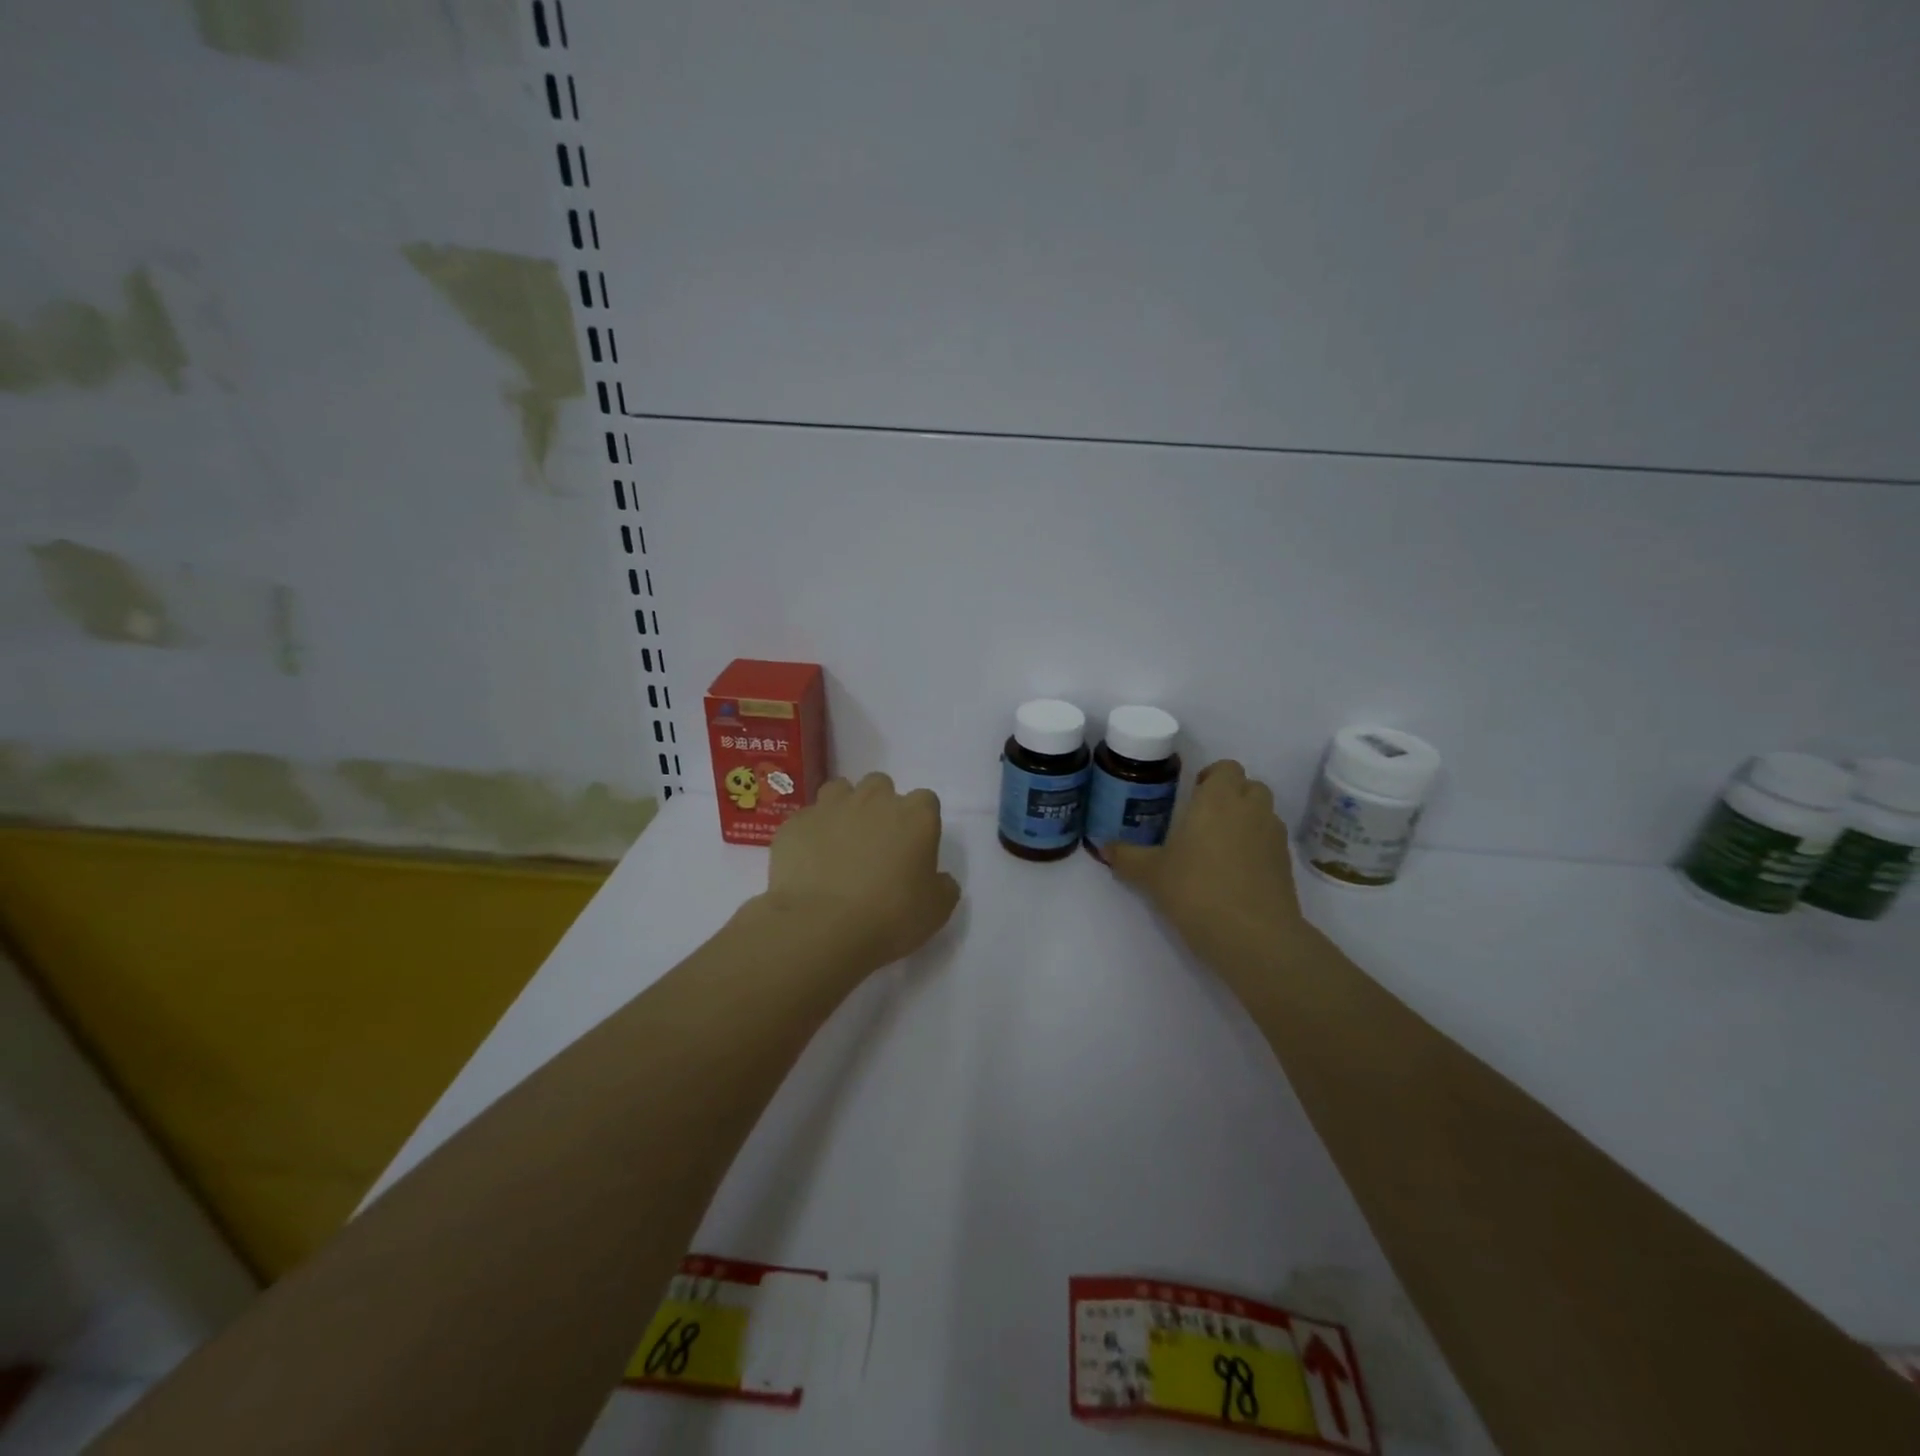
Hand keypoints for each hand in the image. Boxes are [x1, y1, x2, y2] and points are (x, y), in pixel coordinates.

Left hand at [764, 773, 961, 970]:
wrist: (820, 927)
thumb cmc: (889, 917)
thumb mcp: (936, 911)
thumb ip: (943, 887)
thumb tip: (940, 880)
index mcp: (915, 816)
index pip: (926, 801)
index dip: (920, 821)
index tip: (914, 847)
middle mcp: (874, 800)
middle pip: (881, 785)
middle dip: (880, 806)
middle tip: (876, 842)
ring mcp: (830, 807)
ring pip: (840, 790)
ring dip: (843, 808)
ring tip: (840, 841)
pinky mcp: (796, 823)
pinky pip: (807, 819)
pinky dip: (810, 833)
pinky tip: (809, 861)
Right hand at [1109, 761, 1310, 972]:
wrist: (1253, 936)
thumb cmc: (1196, 890)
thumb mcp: (1151, 874)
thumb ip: (1127, 857)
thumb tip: (1104, 848)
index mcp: (1217, 799)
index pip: (1226, 768)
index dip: (1211, 777)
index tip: (1192, 796)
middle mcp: (1250, 809)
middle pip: (1249, 786)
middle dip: (1231, 796)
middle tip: (1204, 820)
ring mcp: (1273, 836)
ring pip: (1263, 813)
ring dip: (1246, 821)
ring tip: (1219, 848)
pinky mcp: (1286, 865)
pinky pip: (1270, 843)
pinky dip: (1257, 848)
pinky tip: (1235, 874)